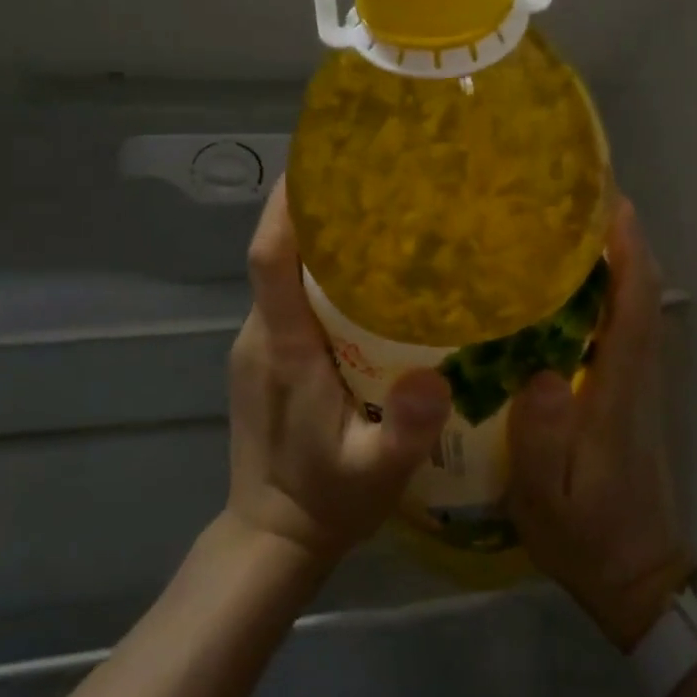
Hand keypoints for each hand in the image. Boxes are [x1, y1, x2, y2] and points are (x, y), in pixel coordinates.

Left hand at [226, 180, 452, 570]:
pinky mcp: (267, 355)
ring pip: (286, 273)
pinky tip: (368, 275)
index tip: (319, 160)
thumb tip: (436, 377)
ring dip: (323, 240)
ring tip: (382, 216)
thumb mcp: (377, 474)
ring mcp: (260, 343)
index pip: (269, 257)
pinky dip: (321, 272)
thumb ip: (404, 432)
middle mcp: (262, 333)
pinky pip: (291, 296)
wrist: (271, 537)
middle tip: (377, 180)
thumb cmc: (324, 501)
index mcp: (282, 346)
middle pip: (280, 252)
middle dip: (318, 209)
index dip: (287, 206)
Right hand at [507, 201, 694, 649]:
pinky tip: (573, 284)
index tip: (613, 204)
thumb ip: (541, 440)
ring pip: (638, 306)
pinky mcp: (631, 393)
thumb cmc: (587, 537)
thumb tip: (540, 373)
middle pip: (642, 294)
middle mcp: (638, 376)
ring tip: (573, 226)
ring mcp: (639, 384)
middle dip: (624, 240)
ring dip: (619, 260)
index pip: (635, 309)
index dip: (629, 254)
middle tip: (582, 197)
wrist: (638, 575)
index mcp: (619, 392)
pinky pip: (626, 325)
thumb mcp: (545, 501)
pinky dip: (613, 291)